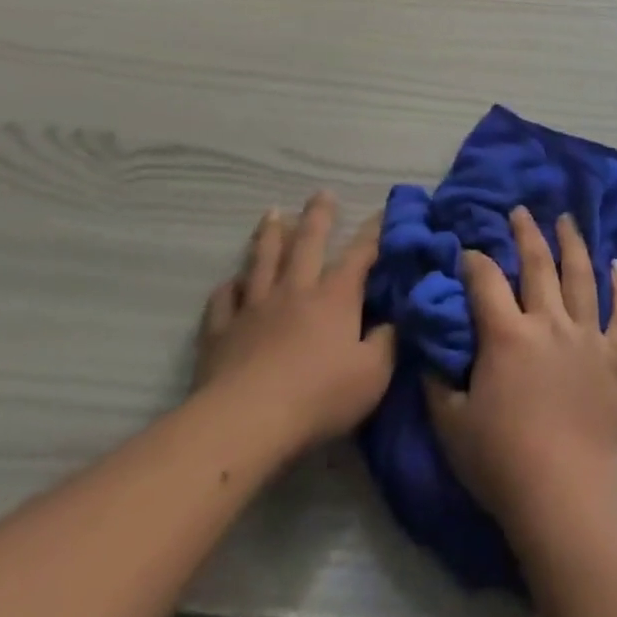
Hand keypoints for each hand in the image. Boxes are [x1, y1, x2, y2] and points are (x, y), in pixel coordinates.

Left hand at [195, 194, 396, 457]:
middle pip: (307, 243)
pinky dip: (227, 288)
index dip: (373, 232)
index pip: (360, 254)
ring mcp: (254, 308)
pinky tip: (229, 283)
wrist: (245, 423)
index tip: (382, 211)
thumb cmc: (318, 397)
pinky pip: (223, 301)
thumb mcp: (373, 375)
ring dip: (269, 235)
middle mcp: (295, 290)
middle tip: (321, 193)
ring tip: (272, 213)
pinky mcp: (221, 333)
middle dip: (318, 216)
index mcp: (335, 296)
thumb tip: (395, 319)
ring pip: (262, 261)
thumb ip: (388, 343)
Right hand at [426, 206, 616, 535]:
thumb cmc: (502, 461)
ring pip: (582, 276)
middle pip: (537, 264)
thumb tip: (430, 349)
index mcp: (507, 334)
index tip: (468, 250)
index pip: (486, 281)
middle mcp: (549, 322)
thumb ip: (438, 381)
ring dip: (573, 243)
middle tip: (521, 210)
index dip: (474, 260)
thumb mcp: (452, 424)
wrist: (565, 491)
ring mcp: (587, 335)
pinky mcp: (616, 356)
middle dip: (526, 233)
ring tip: (567, 219)